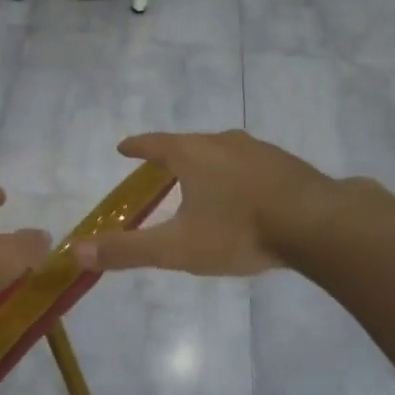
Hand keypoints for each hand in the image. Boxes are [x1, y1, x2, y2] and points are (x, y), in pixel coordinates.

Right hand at [73, 131, 359, 275]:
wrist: (318, 225)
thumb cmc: (239, 231)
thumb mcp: (177, 247)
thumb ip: (128, 250)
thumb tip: (76, 250)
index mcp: (193, 154)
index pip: (154, 144)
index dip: (137, 147)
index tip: (123, 147)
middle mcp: (224, 143)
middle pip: (189, 144)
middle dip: (173, 155)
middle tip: (160, 167)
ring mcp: (260, 151)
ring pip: (223, 152)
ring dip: (208, 163)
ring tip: (202, 181)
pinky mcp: (288, 166)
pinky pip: (252, 165)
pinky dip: (238, 175)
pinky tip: (246, 194)